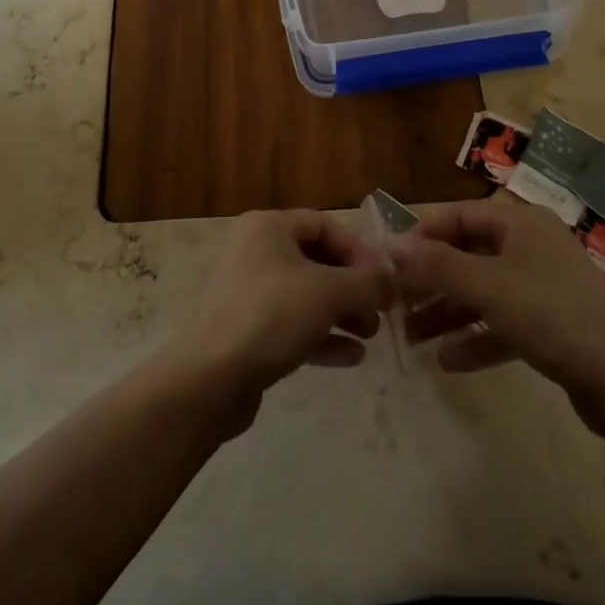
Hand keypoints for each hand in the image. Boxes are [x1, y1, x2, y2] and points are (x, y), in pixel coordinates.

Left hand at [163, 209, 389, 434]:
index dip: (358, 249)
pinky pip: (292, 324)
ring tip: (370, 335)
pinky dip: (322, 336)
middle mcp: (255, 251)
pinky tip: (352, 357)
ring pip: (306, 294)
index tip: (384, 280)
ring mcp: (248, 292)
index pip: (323, 224)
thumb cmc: (271, 316)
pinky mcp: (247, 331)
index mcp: (268, 227)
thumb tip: (394, 276)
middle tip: (380, 312)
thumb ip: (367, 282)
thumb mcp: (328, 293)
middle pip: (316, 260)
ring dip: (342, 312)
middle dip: (352, 286)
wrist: (210, 379)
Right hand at [390, 197, 604, 450]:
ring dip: (447, 313)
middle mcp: (529, 246)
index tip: (390, 262)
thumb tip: (391, 247)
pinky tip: (447, 361)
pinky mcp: (549, 325)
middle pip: (467, 256)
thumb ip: (437, 266)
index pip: (458, 216)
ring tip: (412, 337)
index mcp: (519, 222)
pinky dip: (475, 338)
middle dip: (431, 282)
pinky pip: (501, 323)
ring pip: (482, 292)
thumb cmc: (552, 315)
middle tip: (395, 306)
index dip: (422, 236)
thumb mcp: (488, 287)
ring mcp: (541, 285)